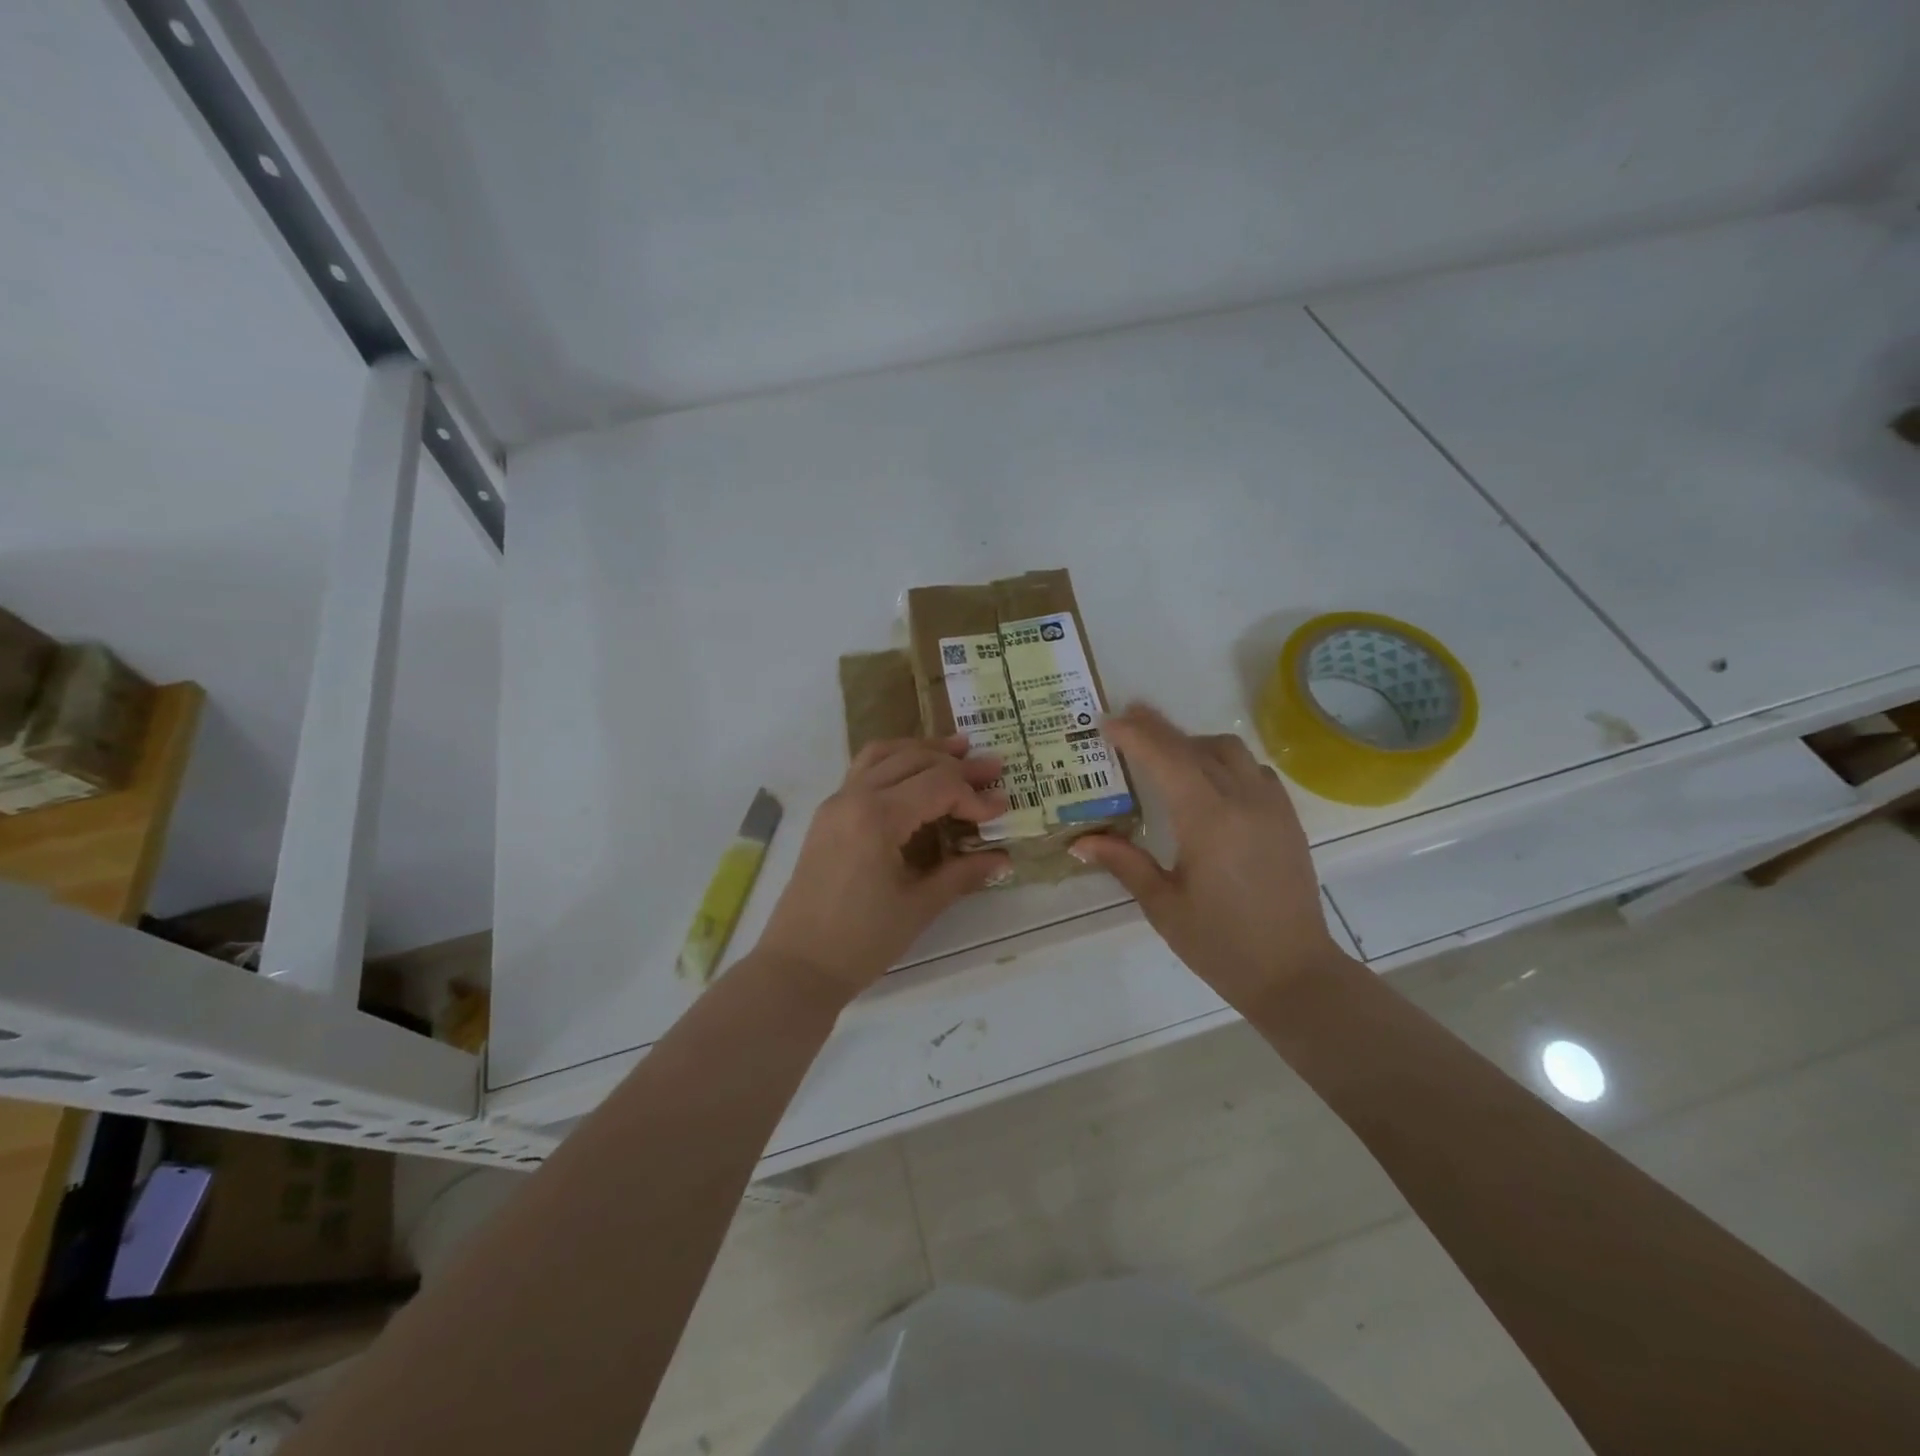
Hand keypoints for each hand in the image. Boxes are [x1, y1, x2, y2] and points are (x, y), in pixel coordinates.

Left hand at [757, 736, 1009, 1002]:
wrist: (797, 966)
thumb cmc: (861, 941)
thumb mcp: (919, 906)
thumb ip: (962, 873)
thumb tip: (1003, 858)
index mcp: (877, 816)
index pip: (938, 786)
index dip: (974, 795)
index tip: (1002, 809)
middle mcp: (853, 796)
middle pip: (913, 760)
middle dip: (956, 763)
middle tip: (992, 768)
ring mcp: (836, 802)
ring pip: (883, 754)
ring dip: (921, 750)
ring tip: (956, 750)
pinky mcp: (828, 815)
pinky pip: (864, 770)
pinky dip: (894, 762)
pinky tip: (914, 773)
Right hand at [1070, 704, 1352, 1009]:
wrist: (1294, 973)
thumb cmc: (1221, 944)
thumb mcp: (1163, 905)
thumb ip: (1123, 862)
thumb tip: (1079, 842)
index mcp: (1208, 819)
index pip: (1167, 758)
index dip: (1136, 735)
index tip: (1108, 722)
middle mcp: (1243, 801)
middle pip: (1196, 746)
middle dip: (1159, 729)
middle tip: (1127, 720)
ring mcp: (1271, 806)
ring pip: (1230, 750)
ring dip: (1194, 742)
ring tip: (1165, 752)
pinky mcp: (1287, 819)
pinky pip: (1254, 770)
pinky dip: (1225, 762)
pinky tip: (1209, 781)